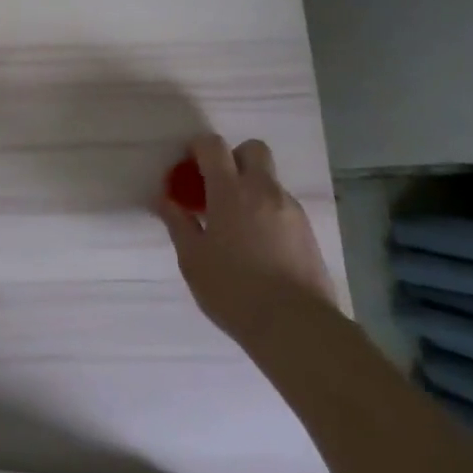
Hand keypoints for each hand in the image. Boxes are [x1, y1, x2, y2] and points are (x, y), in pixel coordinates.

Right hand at [157, 134, 334, 344]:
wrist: (297, 326)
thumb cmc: (234, 290)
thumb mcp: (193, 259)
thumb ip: (178, 223)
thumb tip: (164, 199)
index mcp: (230, 190)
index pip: (214, 145)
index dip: (198, 147)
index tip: (187, 165)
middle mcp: (263, 190)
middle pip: (252, 149)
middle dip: (234, 158)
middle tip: (218, 187)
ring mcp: (290, 209)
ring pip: (269, 180)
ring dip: (251, 188)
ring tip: (237, 225)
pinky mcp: (308, 231)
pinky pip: (283, 206)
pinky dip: (268, 212)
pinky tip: (259, 246)